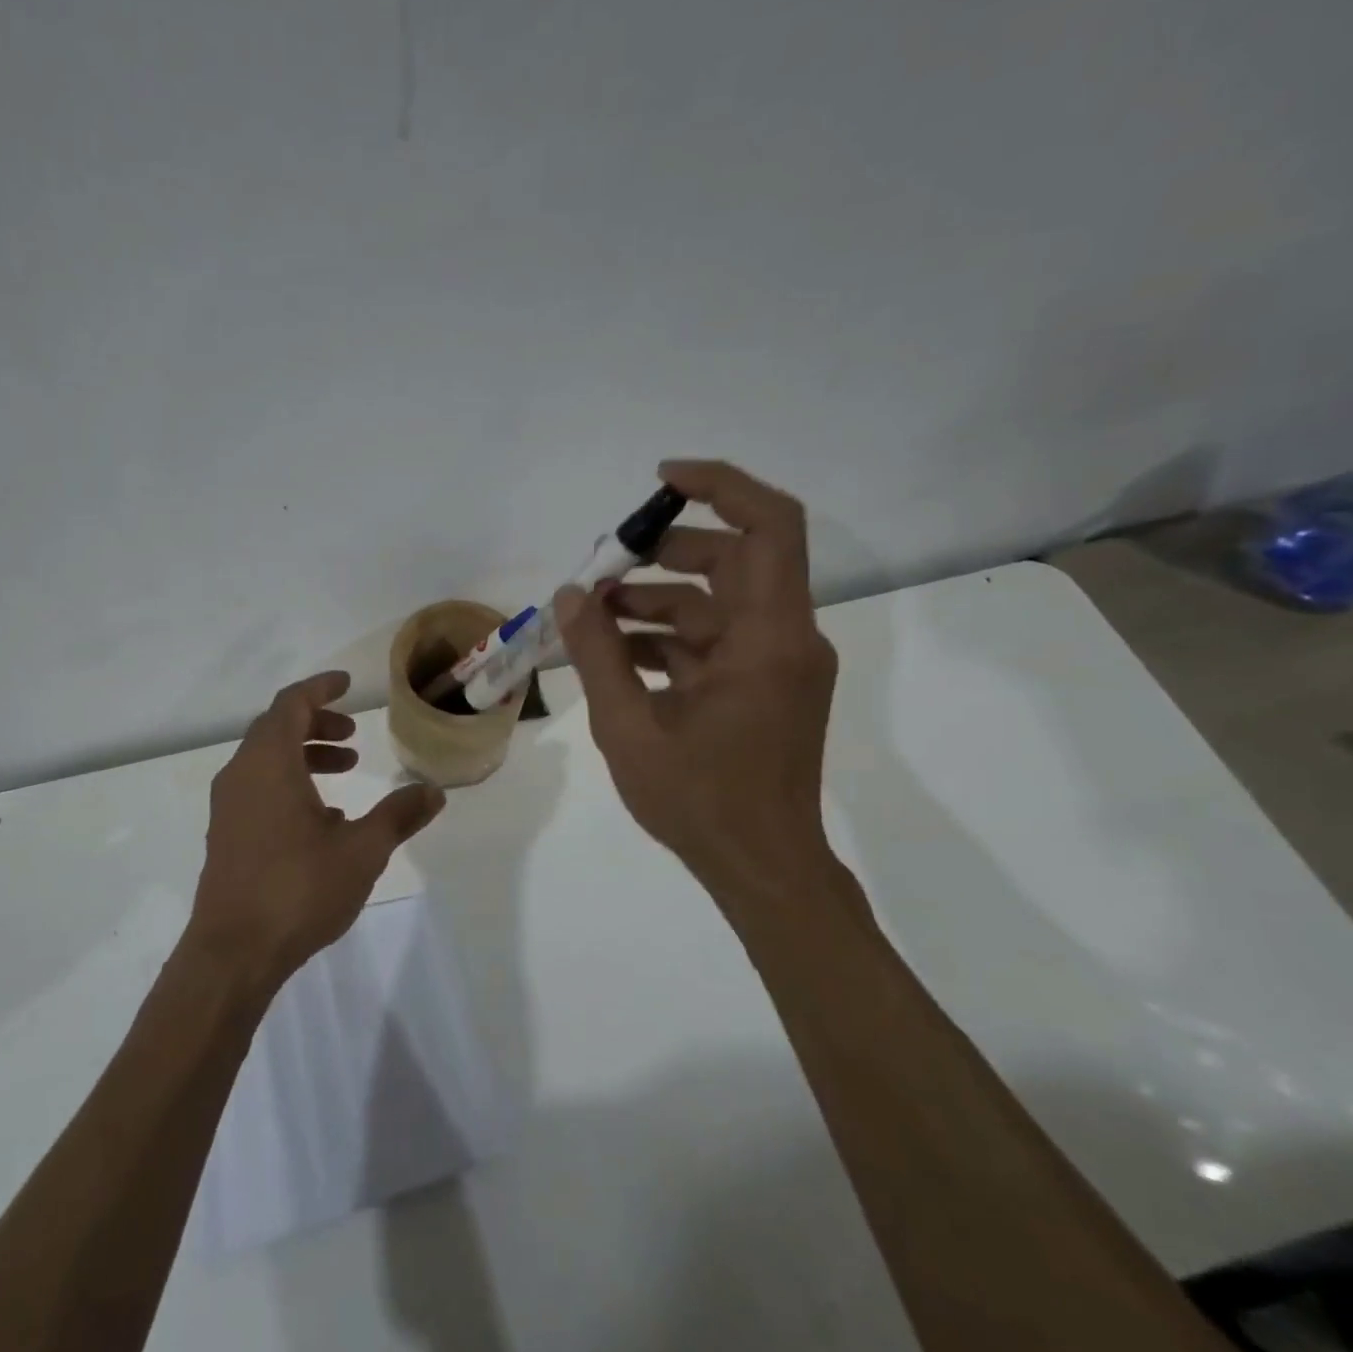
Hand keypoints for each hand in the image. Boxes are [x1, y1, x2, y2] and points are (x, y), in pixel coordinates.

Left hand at [187, 671, 446, 989]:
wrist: (233, 953)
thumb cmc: (298, 890)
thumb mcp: (362, 850)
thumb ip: (398, 815)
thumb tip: (434, 791)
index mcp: (269, 763)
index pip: (291, 703)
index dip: (320, 688)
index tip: (347, 685)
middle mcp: (241, 774)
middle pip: (277, 728)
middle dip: (317, 724)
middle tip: (353, 737)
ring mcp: (228, 805)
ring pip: (266, 759)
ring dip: (304, 754)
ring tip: (345, 771)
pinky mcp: (225, 833)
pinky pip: (257, 787)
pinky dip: (288, 782)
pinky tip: (321, 818)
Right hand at [554, 460, 847, 912]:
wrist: (761, 869)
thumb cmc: (700, 800)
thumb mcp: (629, 726)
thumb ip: (597, 653)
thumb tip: (569, 595)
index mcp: (768, 638)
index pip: (770, 527)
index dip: (721, 487)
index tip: (660, 482)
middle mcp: (783, 638)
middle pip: (732, 560)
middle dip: (663, 553)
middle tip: (600, 565)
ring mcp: (773, 664)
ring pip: (714, 604)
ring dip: (653, 602)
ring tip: (589, 616)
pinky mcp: (759, 688)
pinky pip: (711, 643)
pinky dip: (665, 640)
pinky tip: (613, 655)